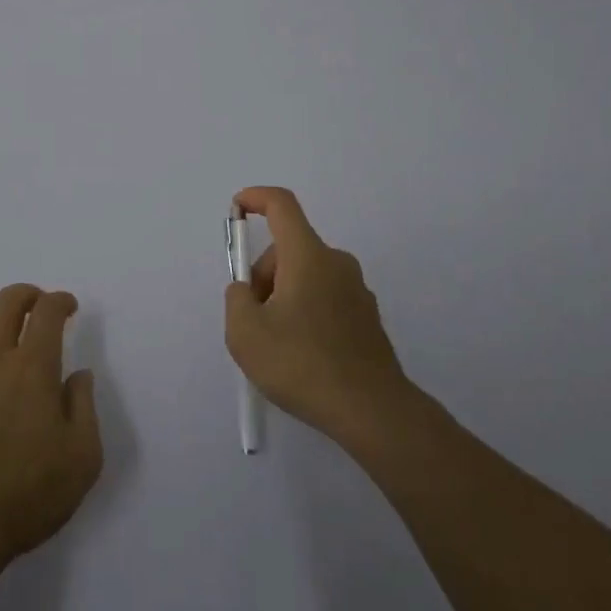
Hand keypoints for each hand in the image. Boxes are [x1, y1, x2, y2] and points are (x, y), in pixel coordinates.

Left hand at [0, 284, 102, 578]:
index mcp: (33, 367)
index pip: (47, 311)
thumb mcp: (82, 457)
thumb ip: (84, 406)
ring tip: (6, 338)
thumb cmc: (28, 493)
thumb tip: (77, 375)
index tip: (69, 308)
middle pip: (7, 301)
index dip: (61, 301)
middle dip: (28, 295)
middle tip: (40, 308)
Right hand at [224, 186, 417, 447]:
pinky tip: (303, 356)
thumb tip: (248, 292)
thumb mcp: (245, 333)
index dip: (256, 198)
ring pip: (308, 275)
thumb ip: (237, 300)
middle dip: (264, 274)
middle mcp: (336, 263)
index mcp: (308, 256)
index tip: (238, 208)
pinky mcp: (368, 319)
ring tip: (277, 345)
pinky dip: (307, 313)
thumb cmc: (303, 364)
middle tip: (252, 317)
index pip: (282, 205)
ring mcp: (357, 291)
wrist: (373, 412)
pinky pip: (326, 299)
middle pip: (290, 248)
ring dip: (285, 296)